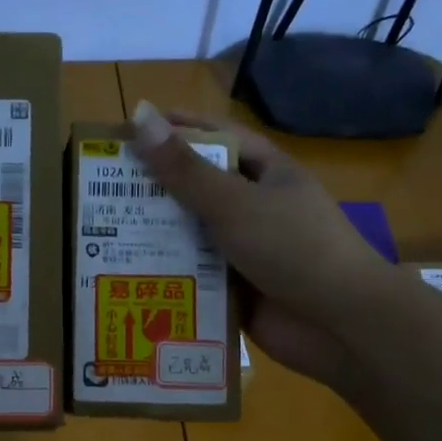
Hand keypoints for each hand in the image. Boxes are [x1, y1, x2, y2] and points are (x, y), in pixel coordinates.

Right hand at [129, 99, 383, 390]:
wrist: (341, 324)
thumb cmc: (293, 247)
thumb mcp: (234, 202)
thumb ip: (185, 168)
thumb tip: (139, 117)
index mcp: (265, 173)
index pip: (216, 137)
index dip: (177, 128)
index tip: (131, 129)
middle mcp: (254, 207)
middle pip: (197, 188)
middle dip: (155, 188)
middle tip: (100, 187)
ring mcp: (245, 250)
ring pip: (192, 235)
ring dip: (155, 235)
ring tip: (100, 233)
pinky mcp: (234, 289)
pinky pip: (194, 276)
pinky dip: (167, 275)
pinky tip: (125, 277)